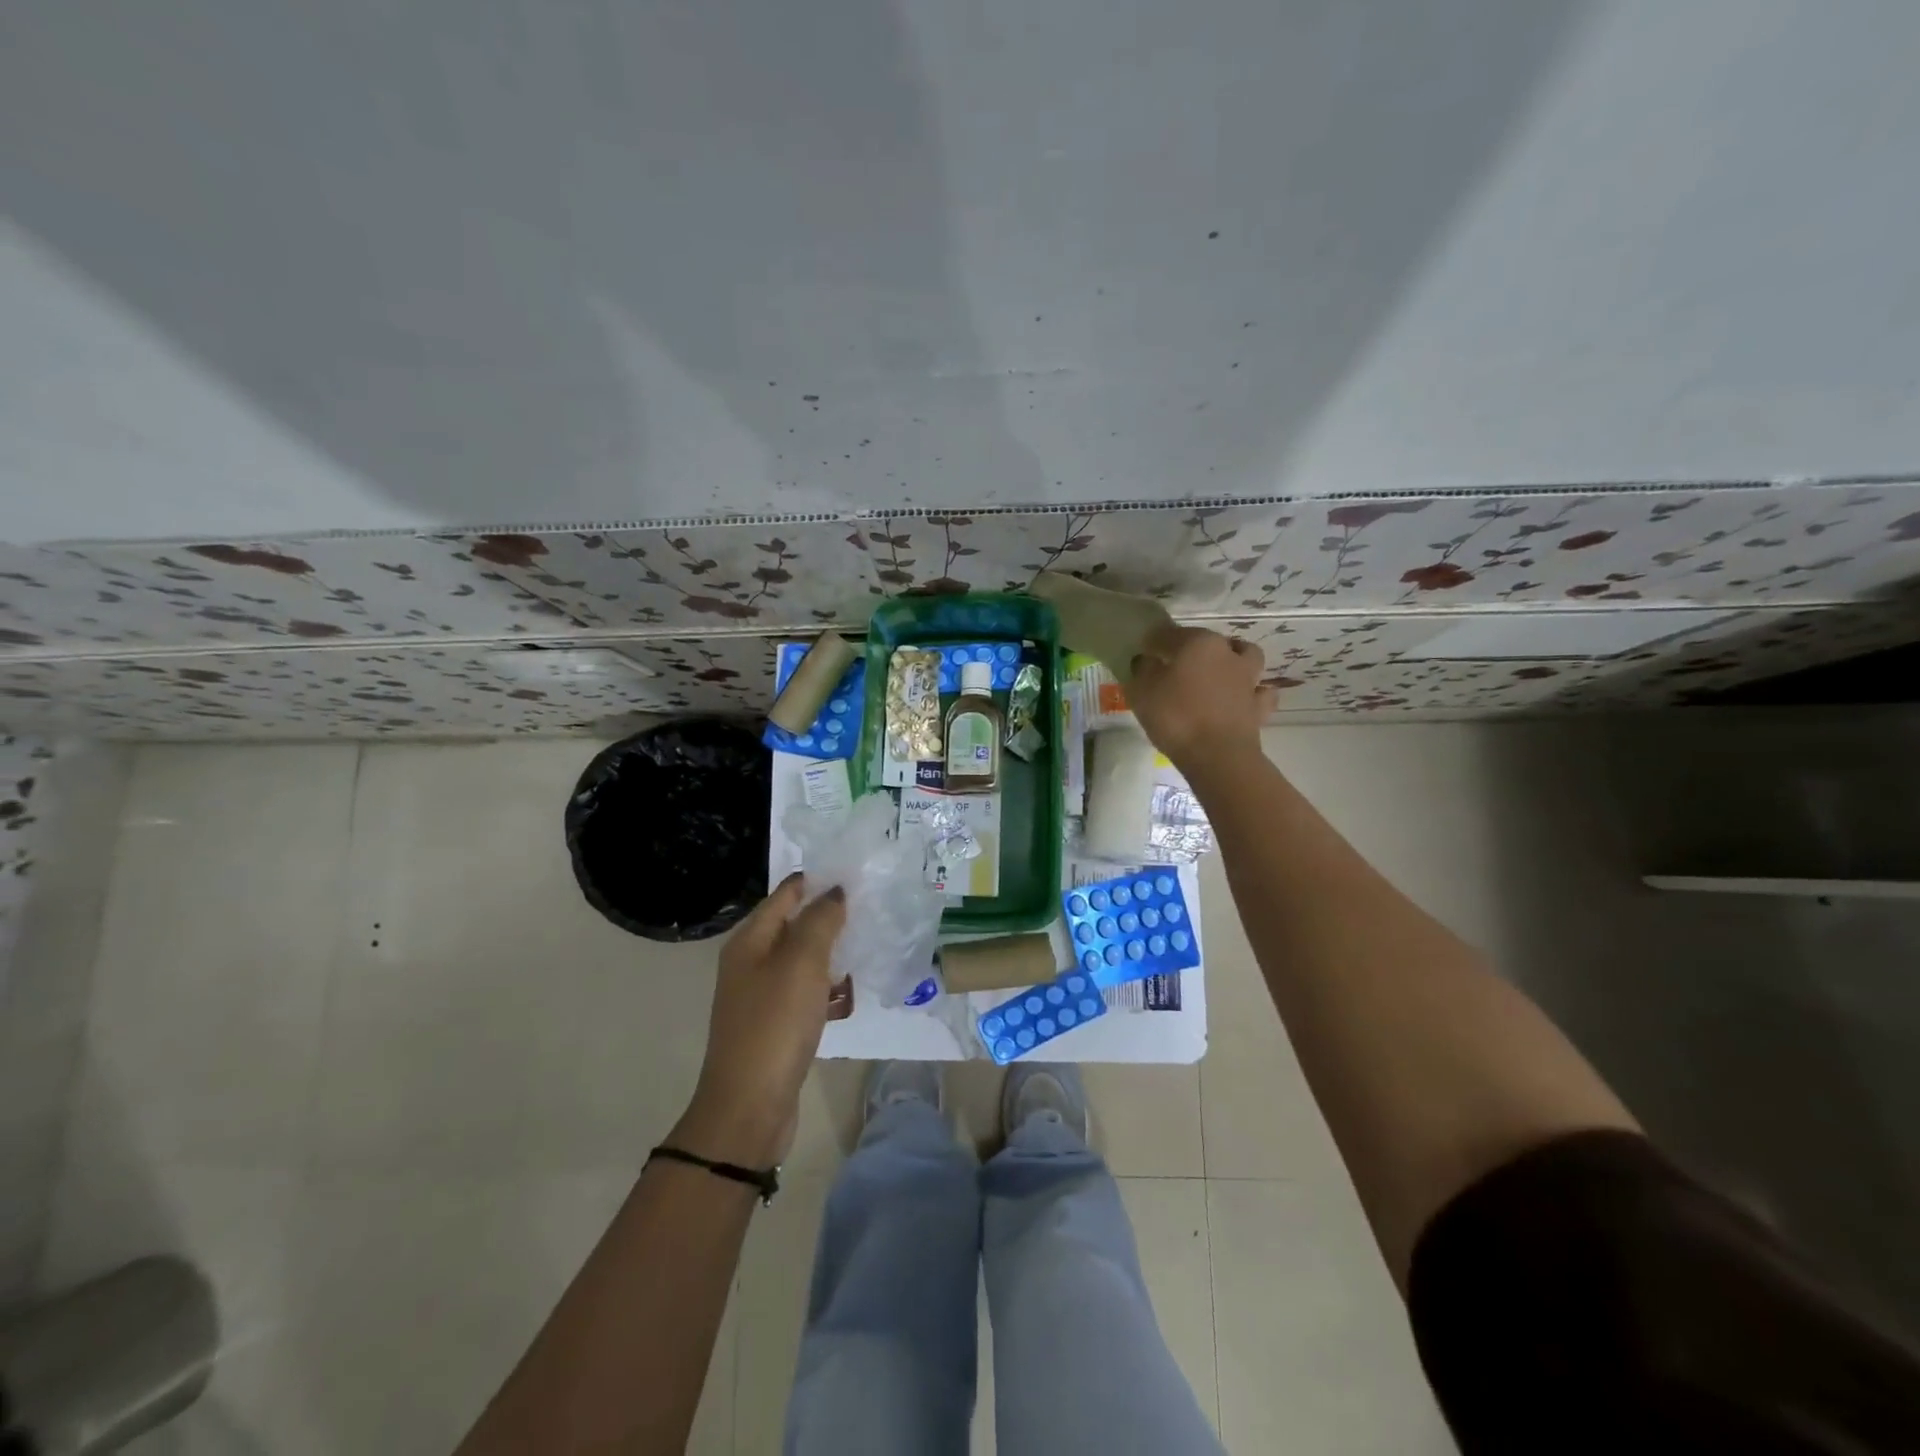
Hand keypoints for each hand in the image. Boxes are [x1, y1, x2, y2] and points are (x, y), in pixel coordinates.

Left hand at [675, 874, 847, 1166]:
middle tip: (872, 907)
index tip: (856, 872)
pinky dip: (827, 989)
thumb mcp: (801, 962)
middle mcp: (751, 963)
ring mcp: (762, 996)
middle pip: (795, 926)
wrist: (750, 1107)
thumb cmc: (775, 1024)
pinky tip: (849, 995)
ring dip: (832, 954)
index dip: (817, 880)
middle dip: (830, 917)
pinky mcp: (776, 1025)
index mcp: (750, 941)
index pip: (785, 894)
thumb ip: (820, 920)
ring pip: (804, 961)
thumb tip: (835, 890)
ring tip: (868, 947)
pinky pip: (806, 993)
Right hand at [1128, 625, 1275, 769]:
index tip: (1142, 654)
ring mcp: (1248, 679)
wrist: (1218, 755)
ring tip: (1218, 673)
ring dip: (1233, 659)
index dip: (1152, 642)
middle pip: (1207, 641)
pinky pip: (1259, 692)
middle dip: (1191, 648)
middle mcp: (1226, 653)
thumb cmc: (1175, 717)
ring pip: (1245, 656)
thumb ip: (1142, 670)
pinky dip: (1252, 692)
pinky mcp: (1259, 706)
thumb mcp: (1142, 691)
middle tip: (1175, 666)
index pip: (1168, 633)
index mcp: (1197, 643)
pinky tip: (1241, 698)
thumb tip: (1147, 661)